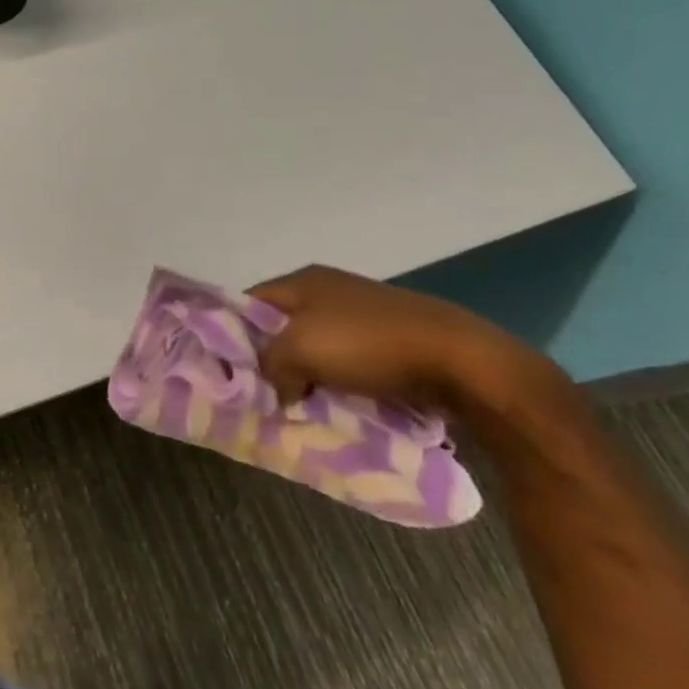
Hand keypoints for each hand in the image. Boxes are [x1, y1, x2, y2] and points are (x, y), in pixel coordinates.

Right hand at [246, 265, 557, 415]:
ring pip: (317, 348)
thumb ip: (270, 363)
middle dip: (272, 361)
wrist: (460, 360)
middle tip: (262, 394)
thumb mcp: (300, 350)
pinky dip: (339, 384)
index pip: (249, 302)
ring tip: (298, 407)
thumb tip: (275, 385)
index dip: (232, 332)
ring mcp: (362, 315)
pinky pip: (349, 364)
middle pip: (282, 327)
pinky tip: (339, 406)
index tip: (227, 370)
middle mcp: (328, 291)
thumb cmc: (368, 344)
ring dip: (308, 377)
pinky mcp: (391, 341)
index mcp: (302, 281)